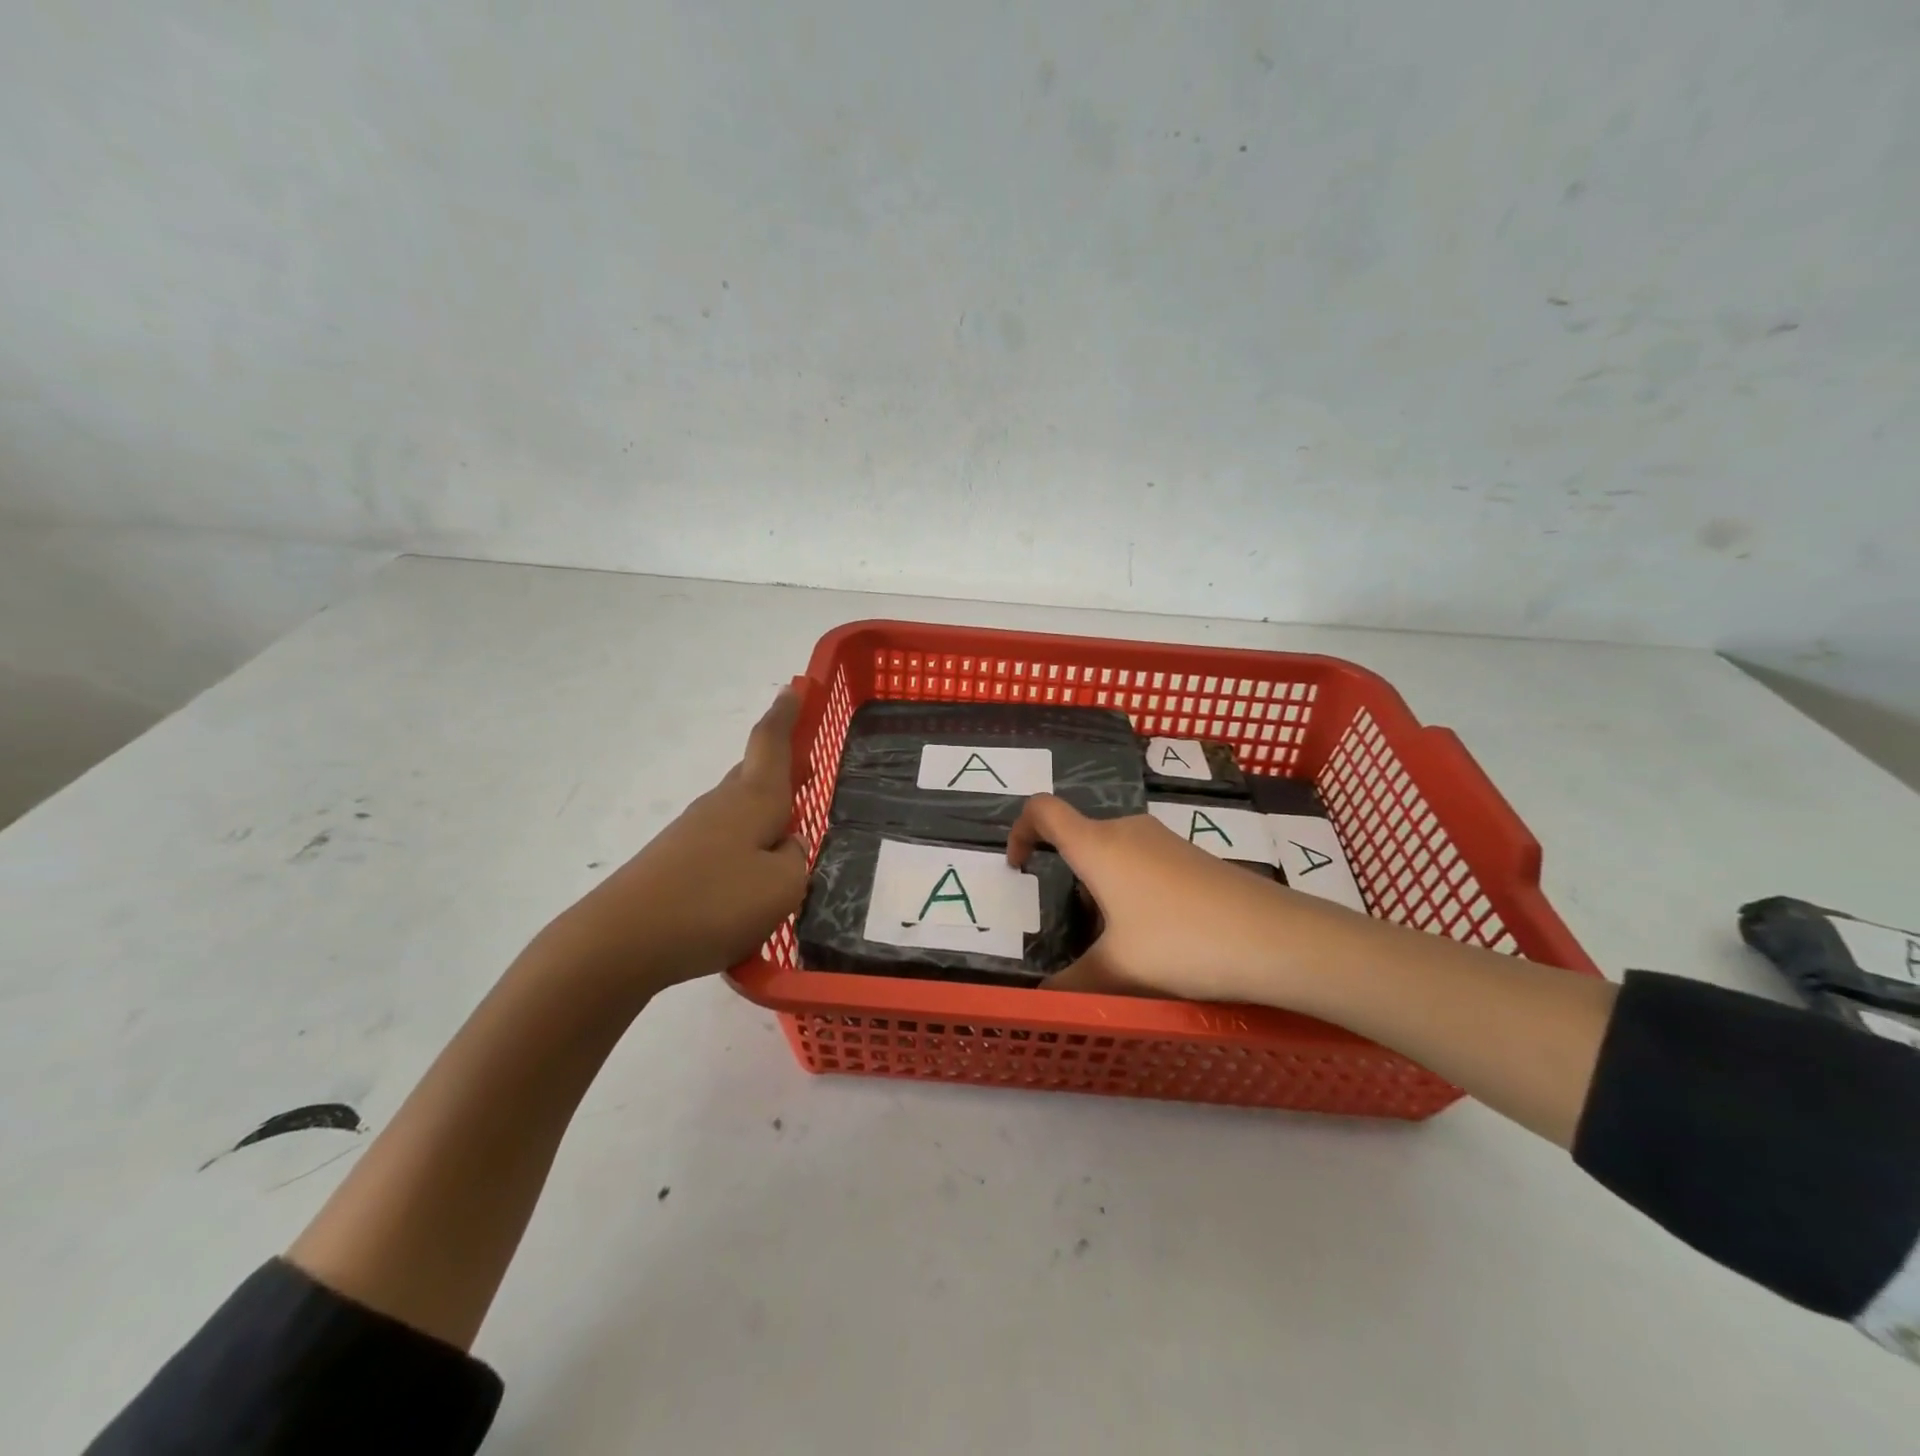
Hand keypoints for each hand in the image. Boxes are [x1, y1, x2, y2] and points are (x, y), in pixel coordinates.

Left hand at [537, 687, 808, 990]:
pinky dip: (743, 851)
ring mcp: (692, 834)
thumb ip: (796, 861)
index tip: (794, 687)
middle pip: (753, 775)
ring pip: (738, 812)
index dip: (785, 715)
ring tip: (787, 838)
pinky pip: (721, 846)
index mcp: (752, 799)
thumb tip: (785, 847)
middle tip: (807, 773)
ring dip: (763, 814)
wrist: (619, 941)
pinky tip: (749, 887)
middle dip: (780, 769)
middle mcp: (720, 806)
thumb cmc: (713, 903)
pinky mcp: (674, 865)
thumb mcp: (782, 887)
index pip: (770, 743)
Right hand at [1008, 793, 1365, 1005]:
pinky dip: (1130, 887)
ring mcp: (1164, 840)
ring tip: (1110, 937)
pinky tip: (1153, 933)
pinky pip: (1144, 861)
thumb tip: (1041, 1002)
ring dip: (1100, 884)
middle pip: (1079, 834)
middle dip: (1064, 872)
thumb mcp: (1119, 971)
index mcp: (1098, 846)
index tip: (1019, 866)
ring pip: (1114, 851)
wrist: (1276, 938)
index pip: (1043, 810)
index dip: (1020, 830)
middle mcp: (1128, 831)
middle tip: (1066, 923)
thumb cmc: (1182, 942)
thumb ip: (1073, 986)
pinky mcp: (1192, 856)